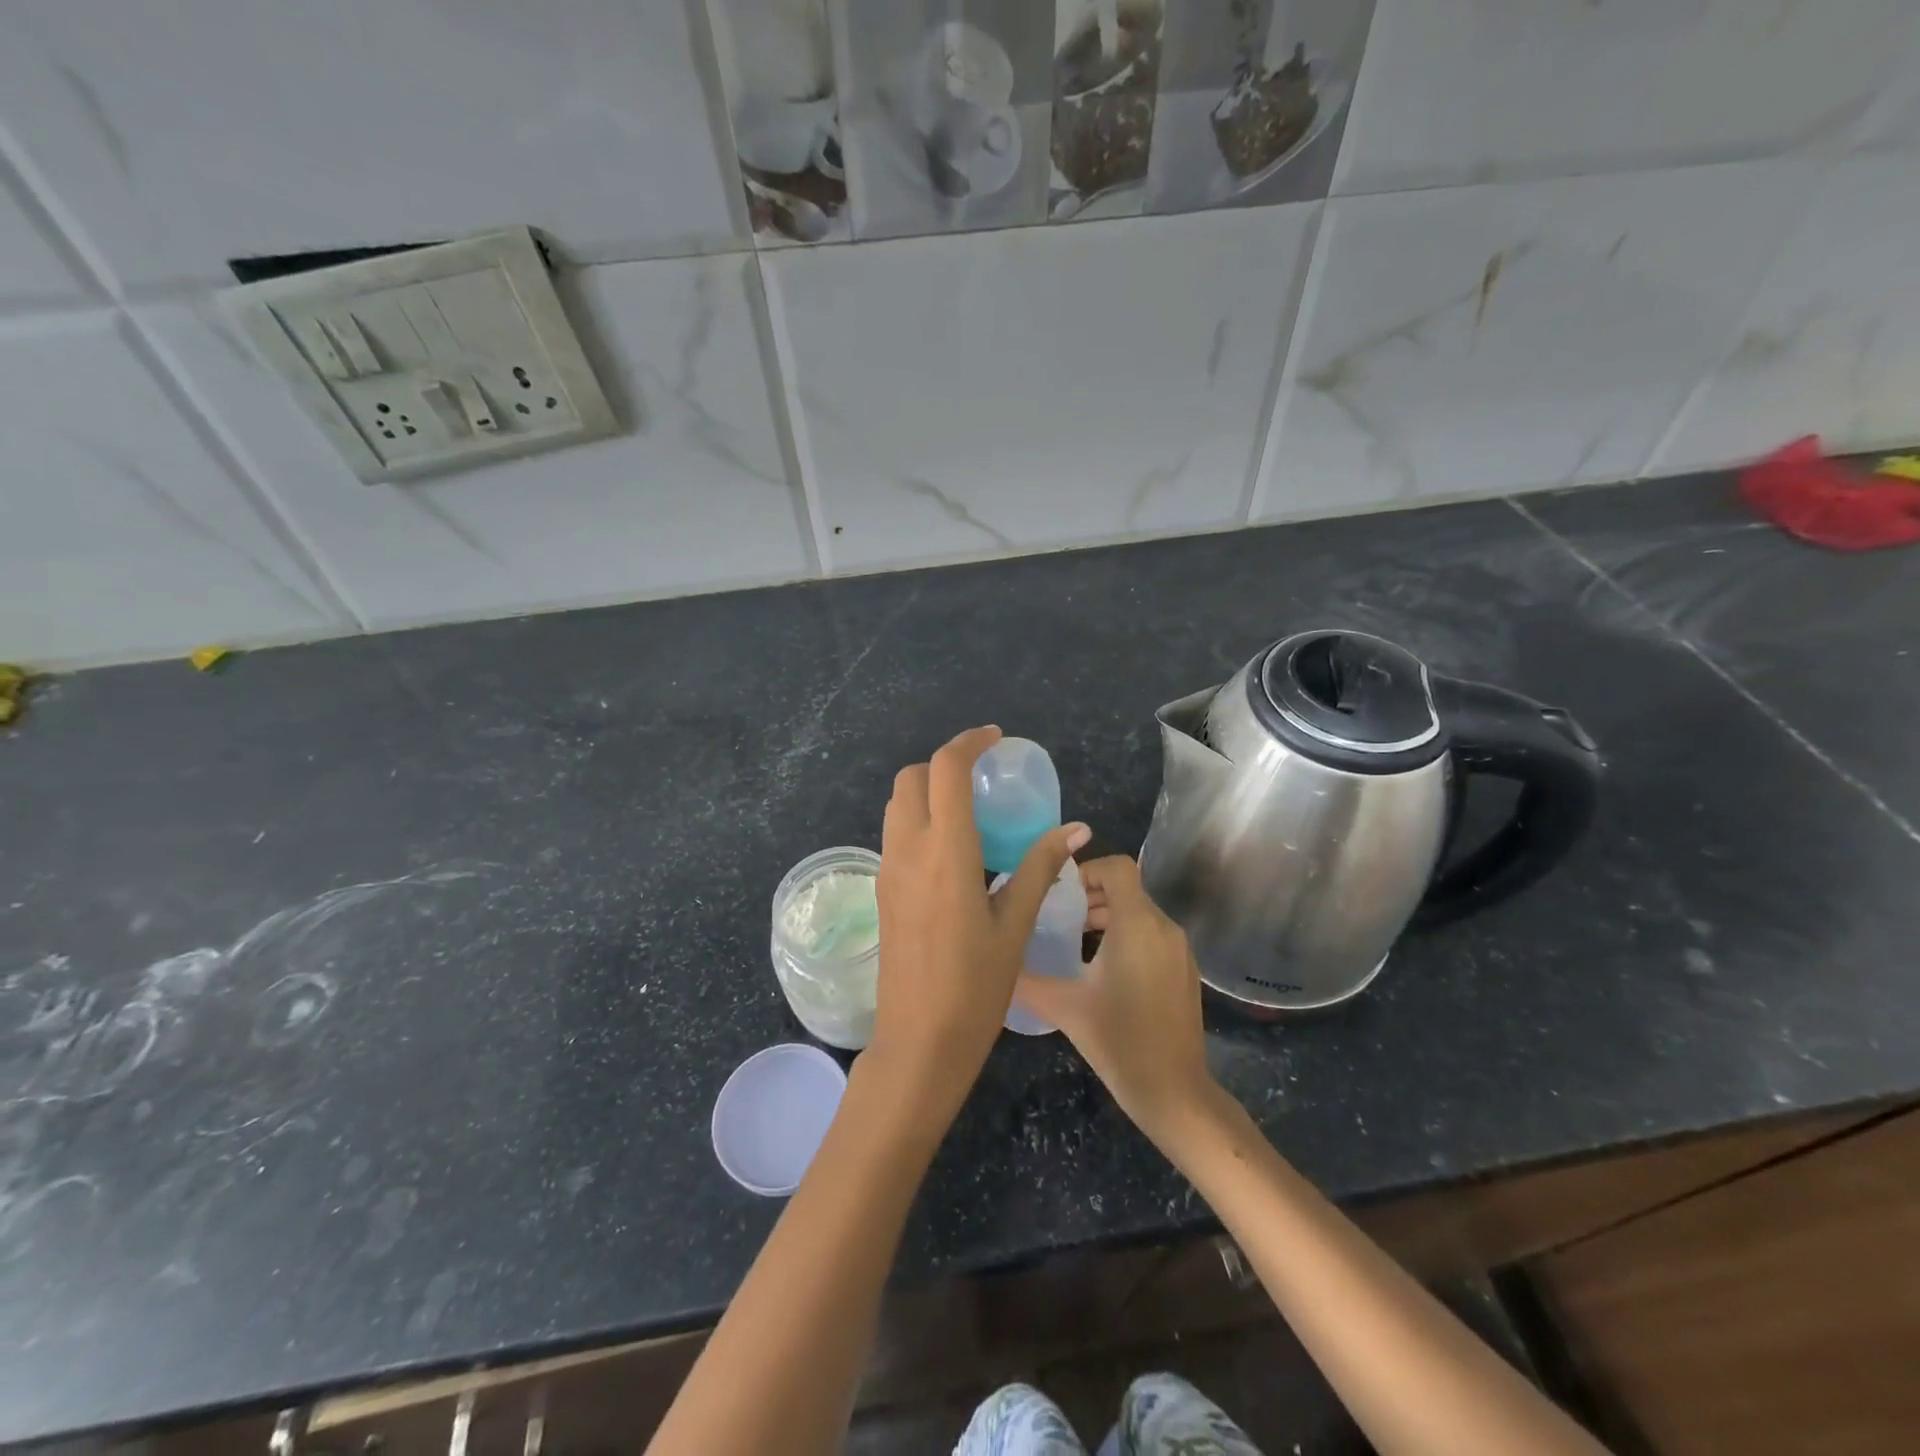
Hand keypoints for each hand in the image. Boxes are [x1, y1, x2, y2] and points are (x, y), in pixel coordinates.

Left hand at [869, 726, 1090, 1117]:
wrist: (919, 1042)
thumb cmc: (976, 986)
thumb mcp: (1014, 924)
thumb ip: (1040, 867)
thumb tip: (1076, 830)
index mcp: (945, 851)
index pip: (946, 770)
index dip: (969, 743)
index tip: (995, 739)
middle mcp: (908, 850)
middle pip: (912, 778)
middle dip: (944, 764)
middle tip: (982, 778)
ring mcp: (888, 870)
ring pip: (898, 805)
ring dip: (928, 791)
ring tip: (969, 811)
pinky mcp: (882, 890)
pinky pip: (895, 834)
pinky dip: (919, 820)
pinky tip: (952, 851)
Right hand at [1014, 855, 1216, 1139]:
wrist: (1175, 1092)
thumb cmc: (1120, 1042)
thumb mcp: (1065, 1007)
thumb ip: (1026, 979)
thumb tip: (996, 962)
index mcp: (1137, 924)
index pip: (1117, 867)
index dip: (1087, 869)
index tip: (1059, 892)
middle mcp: (1163, 927)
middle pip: (1127, 889)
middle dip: (1091, 896)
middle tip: (1057, 918)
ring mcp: (1179, 950)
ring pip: (1140, 912)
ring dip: (1107, 917)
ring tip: (1074, 942)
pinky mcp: (1185, 970)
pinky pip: (1153, 935)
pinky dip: (1127, 936)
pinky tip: (1102, 970)